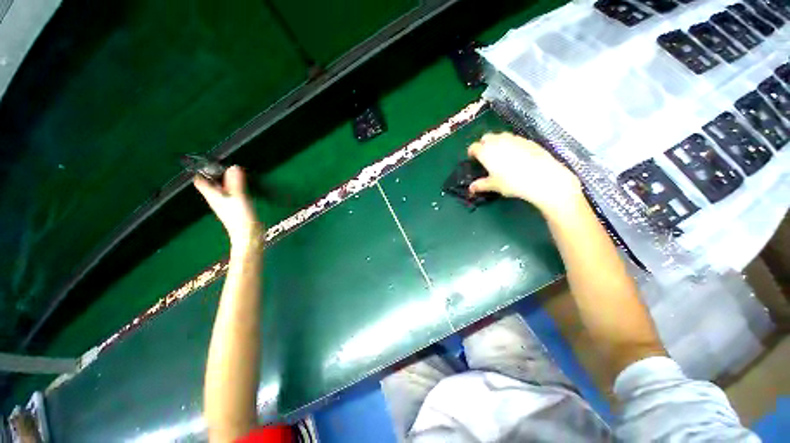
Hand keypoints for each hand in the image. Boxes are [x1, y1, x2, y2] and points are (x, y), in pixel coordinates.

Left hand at [194, 166, 261, 249]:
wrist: (247, 233)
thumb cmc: (239, 216)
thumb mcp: (238, 196)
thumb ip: (236, 182)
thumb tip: (233, 167)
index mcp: (212, 195)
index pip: (200, 180)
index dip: (202, 170)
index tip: (210, 162)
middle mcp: (216, 199)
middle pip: (210, 183)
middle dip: (216, 174)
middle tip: (224, 165)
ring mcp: (225, 204)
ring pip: (221, 189)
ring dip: (226, 181)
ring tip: (235, 174)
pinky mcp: (234, 208)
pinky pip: (230, 194)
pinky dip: (234, 189)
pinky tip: (241, 187)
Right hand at [468, 132, 581, 215]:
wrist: (541, 177)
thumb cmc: (512, 182)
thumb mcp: (494, 185)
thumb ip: (481, 185)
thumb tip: (471, 188)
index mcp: (486, 151)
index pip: (474, 147)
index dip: (472, 152)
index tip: (473, 158)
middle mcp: (498, 141)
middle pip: (486, 137)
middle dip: (484, 144)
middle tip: (486, 156)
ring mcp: (514, 138)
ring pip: (501, 136)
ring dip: (497, 142)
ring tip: (501, 154)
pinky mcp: (527, 140)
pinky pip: (514, 139)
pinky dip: (511, 144)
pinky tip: (516, 155)